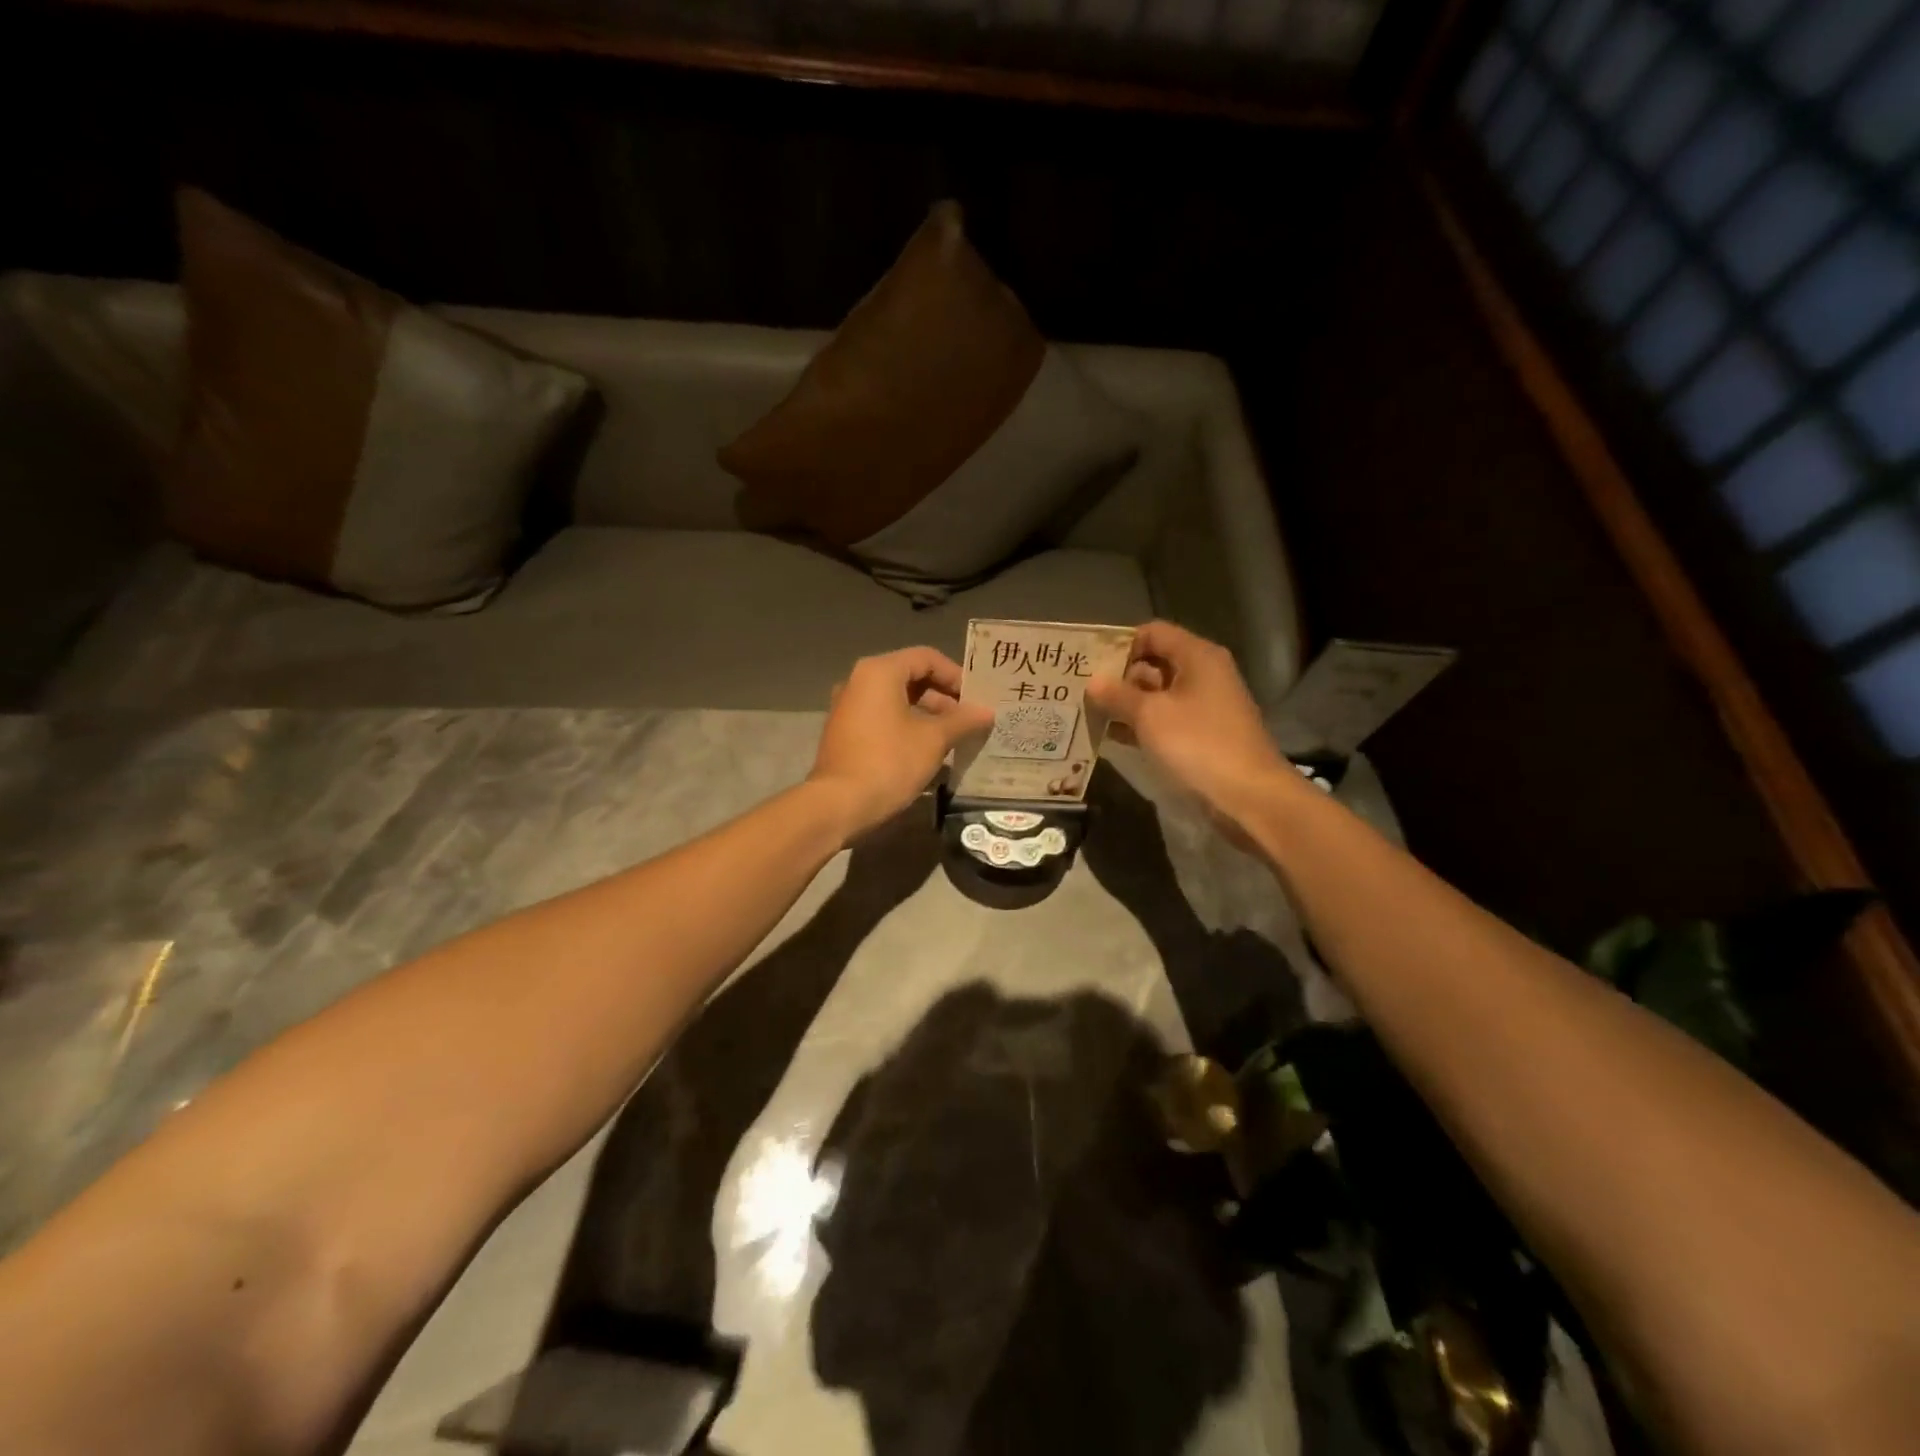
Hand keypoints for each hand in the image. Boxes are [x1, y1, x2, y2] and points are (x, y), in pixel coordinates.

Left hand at [810, 647, 992, 842]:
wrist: (838, 805)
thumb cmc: (889, 762)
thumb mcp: (933, 740)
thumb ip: (962, 720)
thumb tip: (986, 712)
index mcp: (879, 672)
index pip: (927, 658)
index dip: (956, 676)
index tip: (976, 699)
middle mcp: (858, 681)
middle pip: (910, 676)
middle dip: (943, 697)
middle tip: (969, 720)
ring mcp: (848, 707)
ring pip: (897, 699)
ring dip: (927, 714)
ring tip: (954, 738)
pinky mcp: (845, 732)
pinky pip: (882, 718)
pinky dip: (907, 726)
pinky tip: (927, 751)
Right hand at [1088, 622, 1294, 824]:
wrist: (1249, 796)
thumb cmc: (1199, 744)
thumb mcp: (1150, 716)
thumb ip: (1118, 695)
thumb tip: (1093, 681)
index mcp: (1197, 656)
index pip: (1153, 633)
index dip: (1120, 644)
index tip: (1090, 663)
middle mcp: (1204, 674)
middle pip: (1154, 662)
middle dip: (1119, 676)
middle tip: (1083, 691)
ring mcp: (1205, 706)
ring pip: (1158, 694)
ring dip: (1127, 703)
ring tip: (1089, 713)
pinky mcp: (1203, 734)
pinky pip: (1166, 719)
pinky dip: (1142, 725)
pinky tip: (1112, 736)